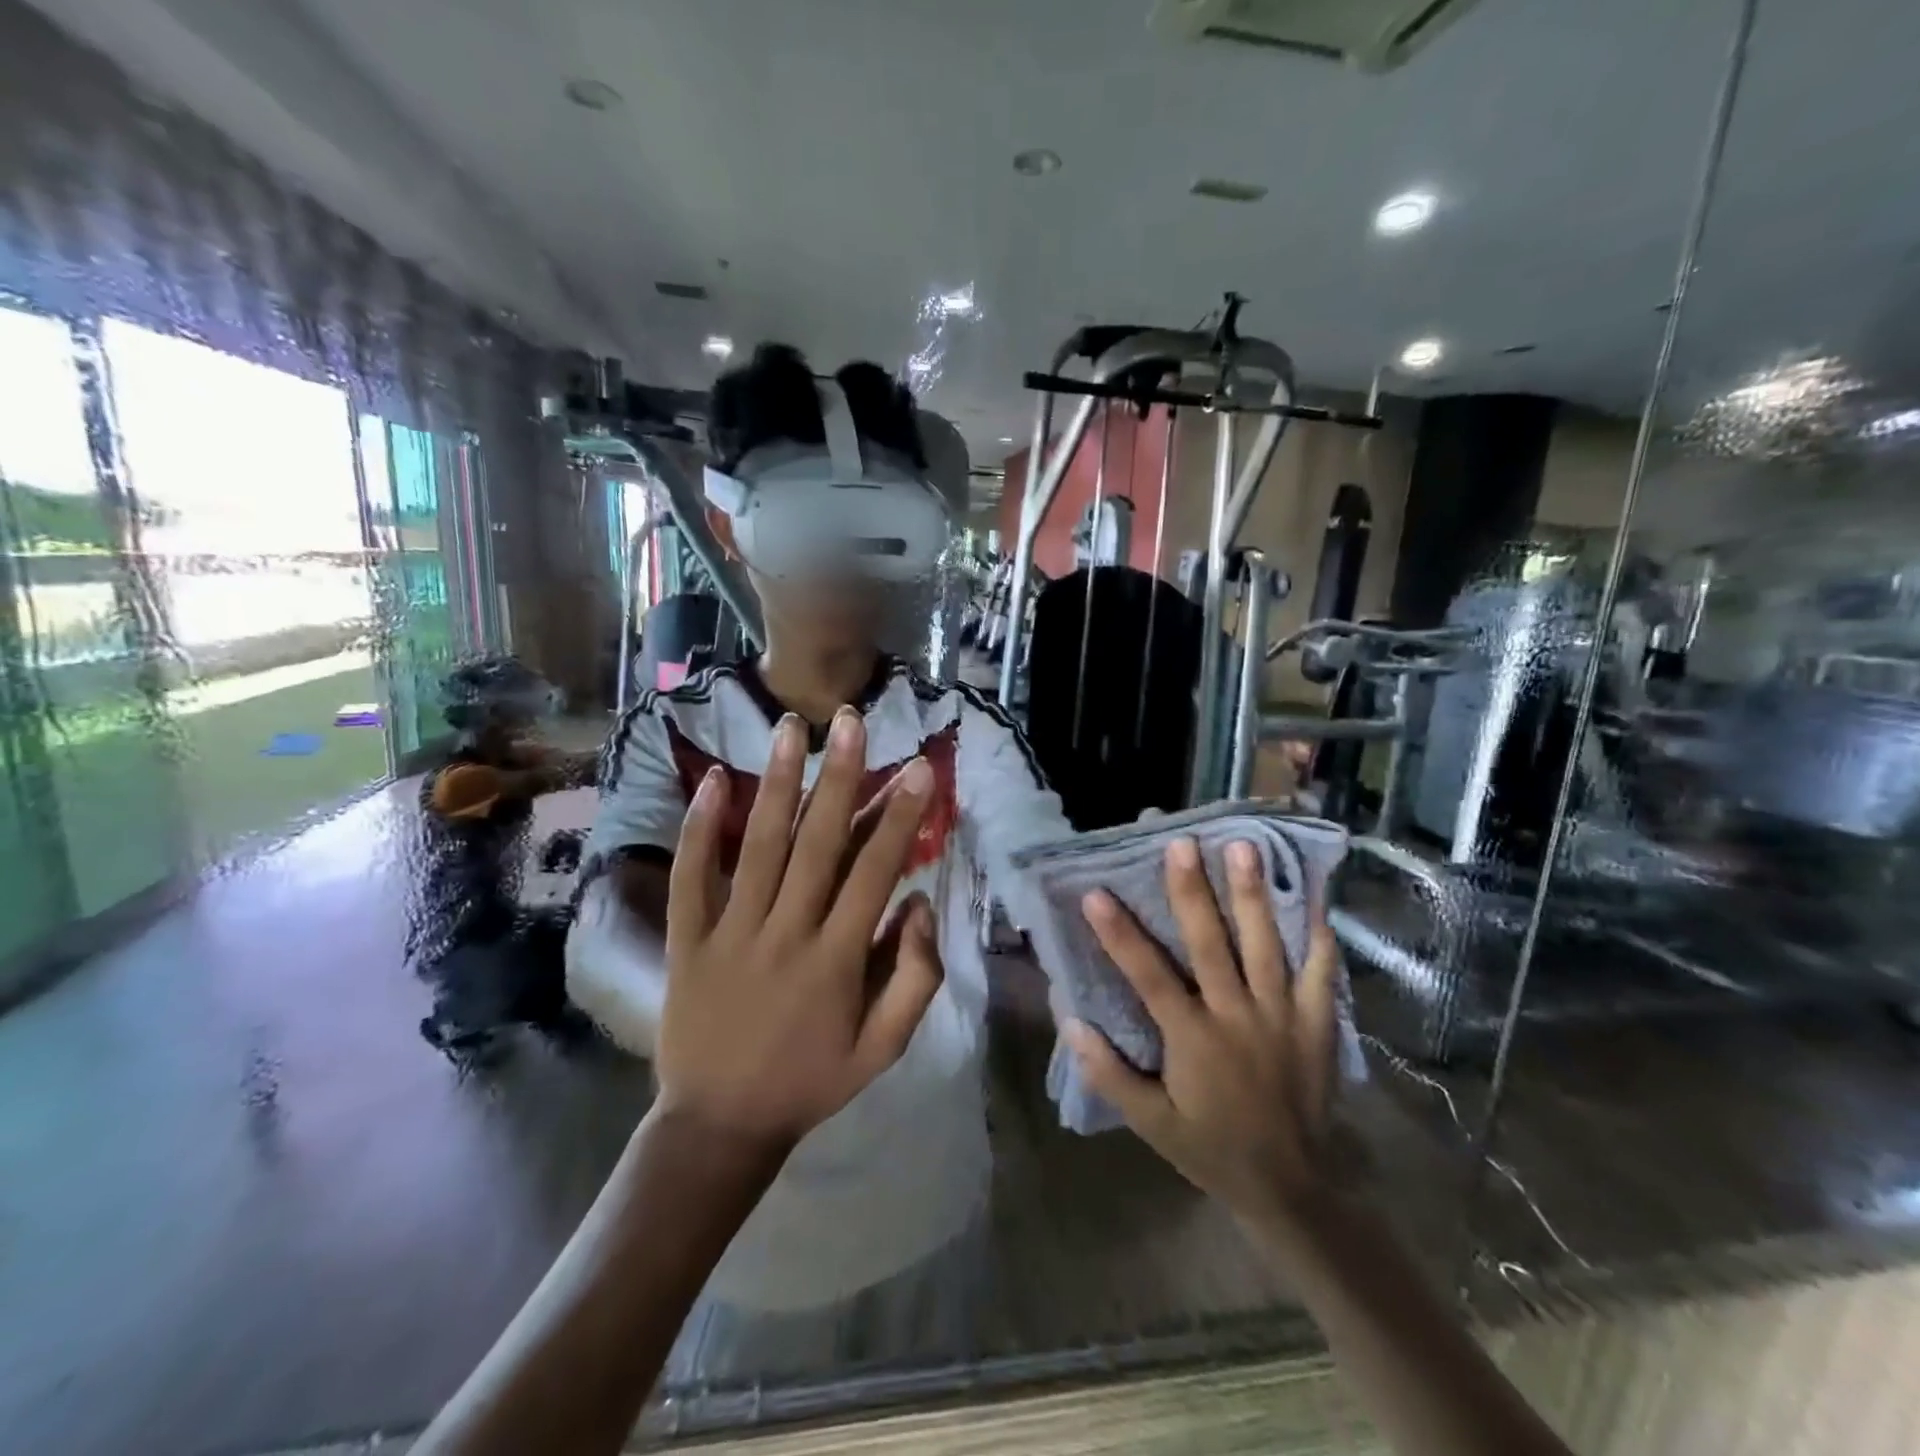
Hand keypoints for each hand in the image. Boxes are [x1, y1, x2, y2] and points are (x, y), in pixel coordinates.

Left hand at [655, 709, 943, 1158]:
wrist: (719, 1125)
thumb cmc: (811, 1082)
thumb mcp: (883, 1050)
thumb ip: (914, 980)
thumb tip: (922, 906)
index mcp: (837, 960)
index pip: (875, 874)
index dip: (900, 818)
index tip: (919, 767)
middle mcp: (785, 933)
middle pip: (818, 844)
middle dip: (839, 777)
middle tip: (852, 721)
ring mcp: (731, 933)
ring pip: (758, 847)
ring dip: (777, 783)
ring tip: (789, 727)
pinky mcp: (688, 939)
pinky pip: (693, 877)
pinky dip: (700, 828)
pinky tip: (714, 779)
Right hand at [1062, 837, 1341, 1233]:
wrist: (1293, 1189)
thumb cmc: (1211, 1149)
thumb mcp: (1151, 1124)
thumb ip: (1111, 1075)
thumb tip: (1072, 1023)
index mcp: (1193, 1039)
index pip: (1148, 976)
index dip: (1119, 934)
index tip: (1096, 892)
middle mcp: (1237, 1016)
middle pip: (1211, 944)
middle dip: (1192, 891)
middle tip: (1181, 844)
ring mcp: (1282, 1016)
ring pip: (1265, 945)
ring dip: (1253, 894)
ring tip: (1245, 846)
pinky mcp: (1317, 1024)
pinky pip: (1321, 972)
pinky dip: (1319, 934)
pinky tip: (1314, 896)